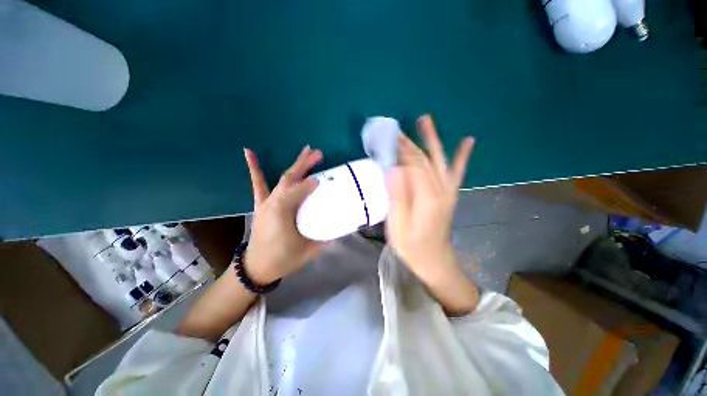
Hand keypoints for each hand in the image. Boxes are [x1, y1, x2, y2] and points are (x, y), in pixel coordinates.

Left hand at [243, 146, 323, 283]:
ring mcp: (266, 202)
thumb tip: (343, 229)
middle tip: (319, 153)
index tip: (323, 178)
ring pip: (281, 179)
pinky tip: (249, 152)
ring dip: (294, 165)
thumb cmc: (283, 259)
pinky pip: (258, 184)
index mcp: (283, 213)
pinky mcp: (262, 204)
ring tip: (306, 150)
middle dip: (304, 165)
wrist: (256, 268)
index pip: (299, 192)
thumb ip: (327, 239)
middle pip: (290, 179)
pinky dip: (255, 168)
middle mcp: (273, 203)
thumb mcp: (308, 251)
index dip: (310, 184)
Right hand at [386, 115, 476, 313]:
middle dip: (410, 143)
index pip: (413, 165)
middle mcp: (440, 190)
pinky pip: (456, 172)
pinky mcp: (449, 195)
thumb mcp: (398, 227)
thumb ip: (397, 198)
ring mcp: (447, 192)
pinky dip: (461, 156)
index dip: (401, 151)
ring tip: (425, 120)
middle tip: (397, 130)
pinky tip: (467, 141)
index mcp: (426, 197)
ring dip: (432, 140)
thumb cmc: (412, 247)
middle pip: (425, 159)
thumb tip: (393, 170)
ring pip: (439, 159)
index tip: (388, 138)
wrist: (435, 262)